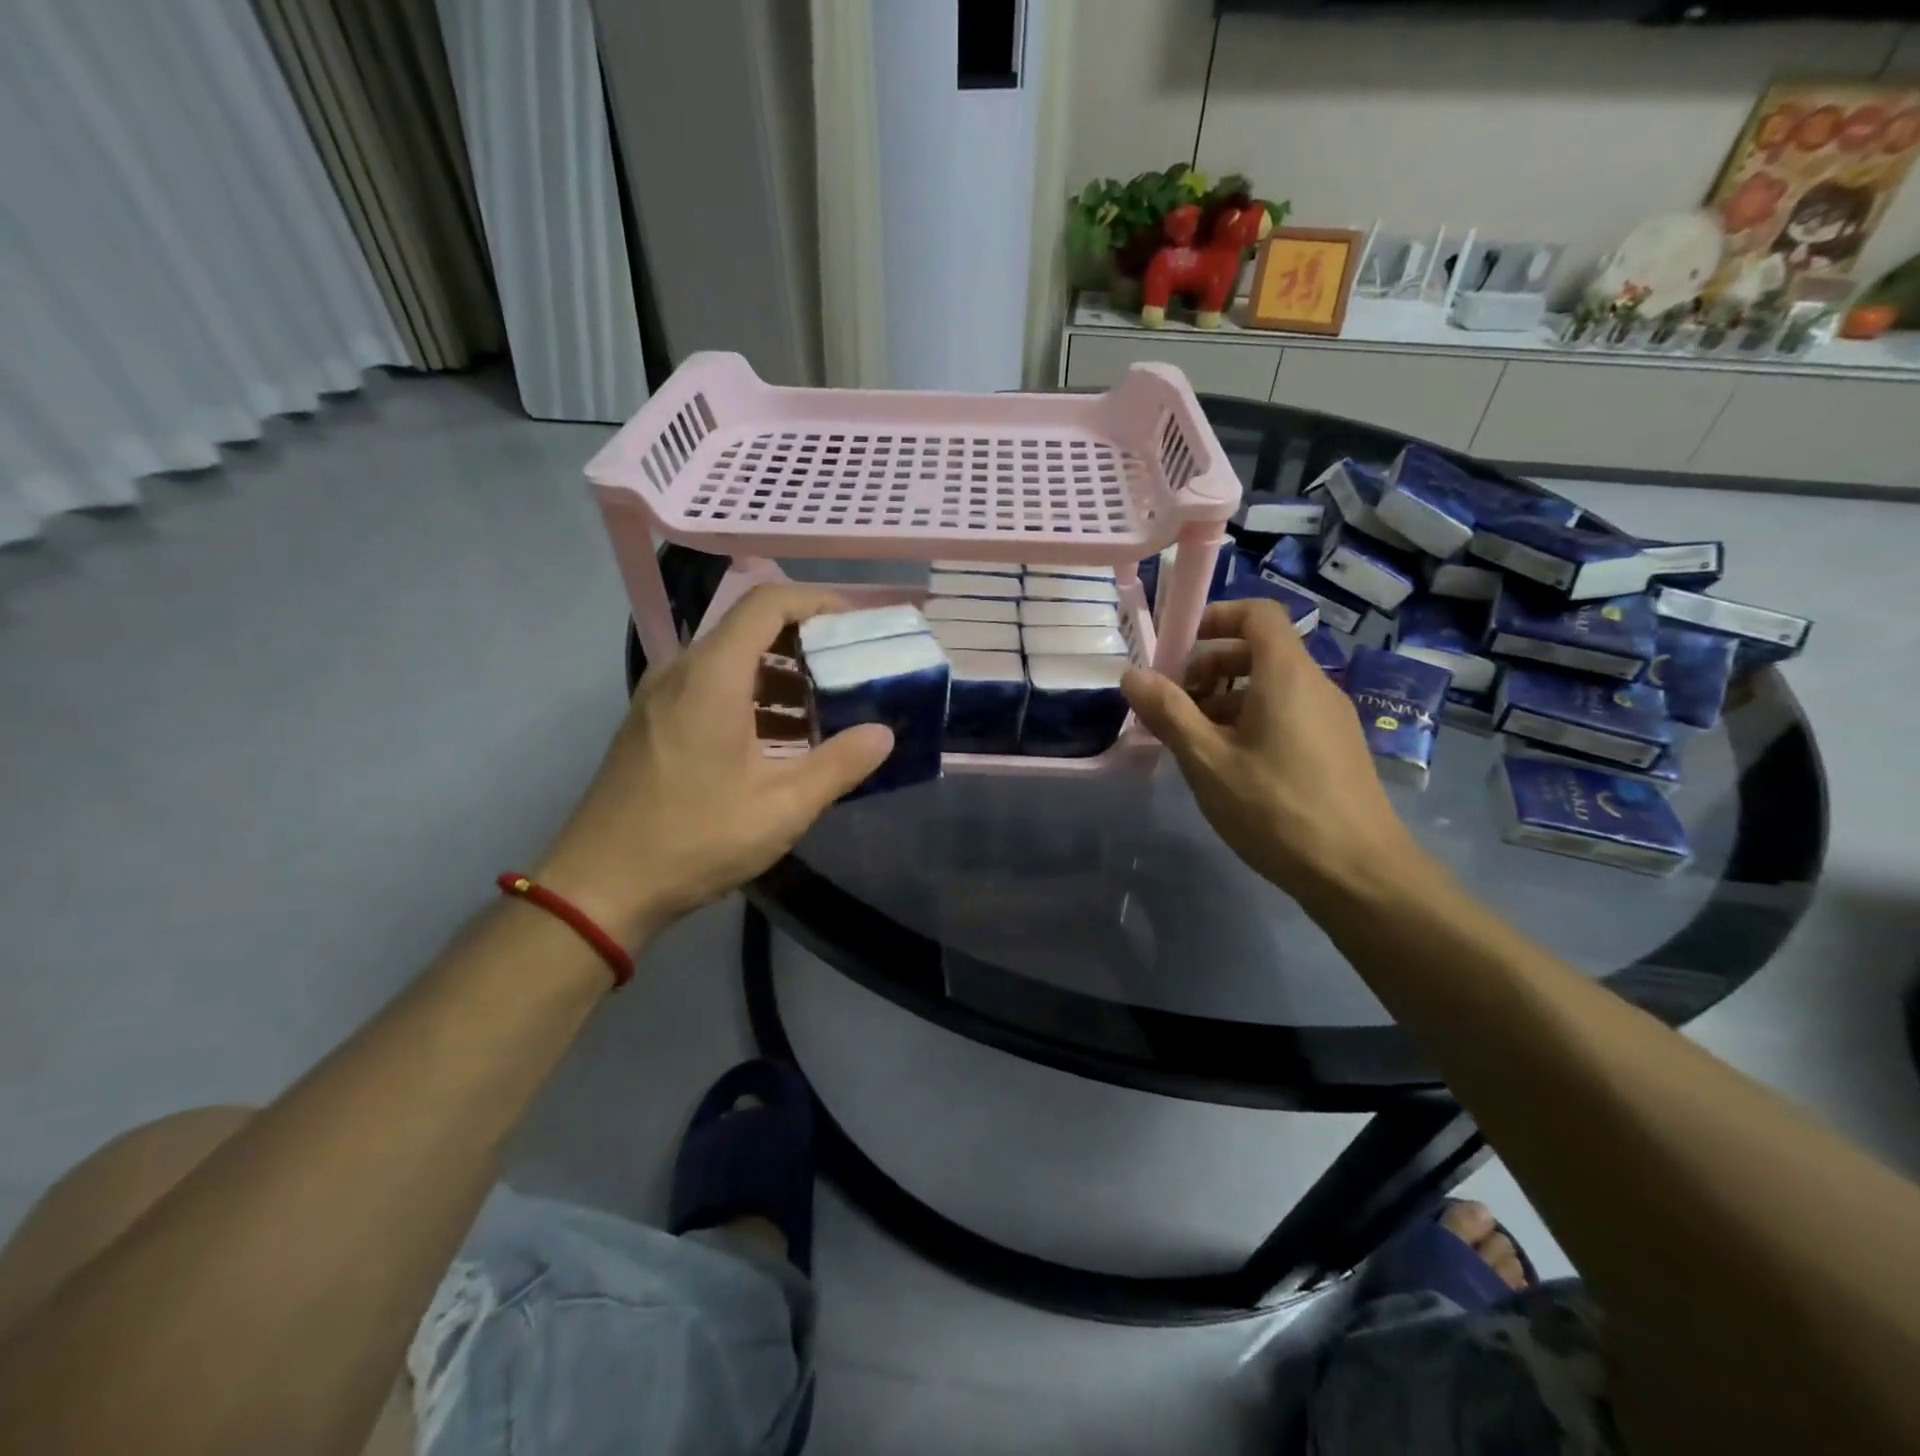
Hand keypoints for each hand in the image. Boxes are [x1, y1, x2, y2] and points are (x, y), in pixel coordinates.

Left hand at [535, 585, 892, 946]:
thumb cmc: (695, 838)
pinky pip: (710, 688)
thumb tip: (884, 734)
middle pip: (750, 628)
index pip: (767, 603)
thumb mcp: (782, 807)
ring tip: (824, 710)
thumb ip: (839, 764)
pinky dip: (752, 697)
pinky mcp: (652, 722)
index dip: (817, 602)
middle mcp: (682, 671)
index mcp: (713, 676)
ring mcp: (660, 696)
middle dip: (806, 643)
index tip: (855, 625)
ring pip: (730, 661)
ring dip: (780, 675)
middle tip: (850, 670)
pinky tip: (778, 741)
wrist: (599, 886)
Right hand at [1121, 599, 1428, 908]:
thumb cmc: (1276, 809)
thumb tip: (1132, 674)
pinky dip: (1250, 721)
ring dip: (1225, 700)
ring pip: (1270, 686)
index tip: (1177, 648)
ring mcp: (1330, 718)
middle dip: (1209, 667)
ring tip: (1192, 741)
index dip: (1215, 617)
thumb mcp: (1208, 761)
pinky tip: (1228, 765)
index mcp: (1286, 675)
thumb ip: (1168, 713)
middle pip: (1259, 651)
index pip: (1257, 614)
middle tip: (1173, 705)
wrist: (1358, 873)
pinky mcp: (1335, 748)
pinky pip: (1286, 713)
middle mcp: (1315, 685)